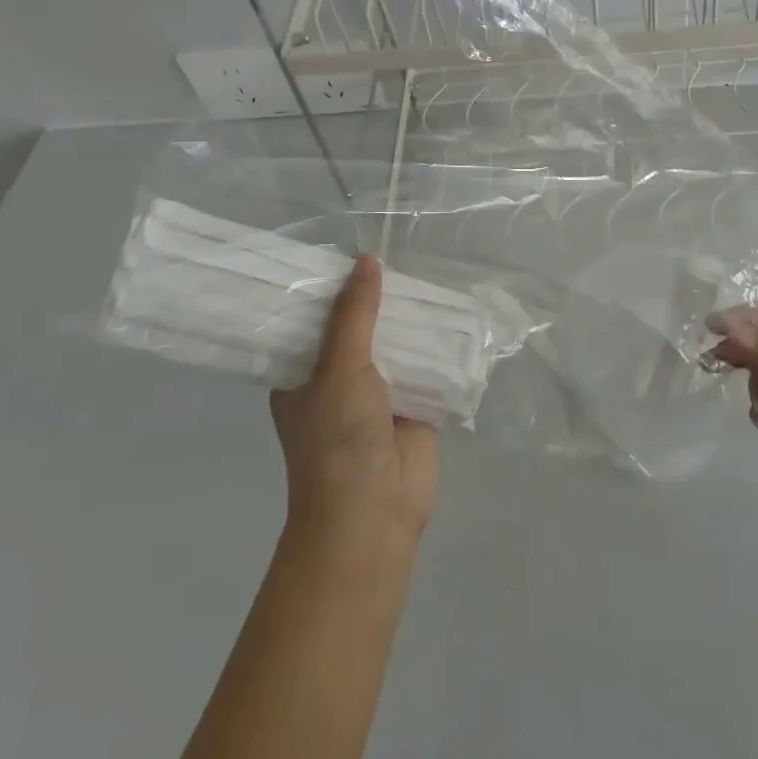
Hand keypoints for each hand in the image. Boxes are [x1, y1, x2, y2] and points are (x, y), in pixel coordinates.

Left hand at [271, 255, 438, 555]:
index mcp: (303, 372)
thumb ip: (355, 314)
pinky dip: (437, 343)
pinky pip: (426, 364)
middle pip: (359, 327)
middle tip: (395, 248)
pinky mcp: (415, 403)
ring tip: (428, 269)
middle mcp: (338, 378)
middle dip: (376, 298)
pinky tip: (454, 309)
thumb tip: (365, 260)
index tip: (344, 247)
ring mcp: (379, 392)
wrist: (374, 511)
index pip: (313, 319)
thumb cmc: (337, 437)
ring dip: (409, 318)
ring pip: (395, 343)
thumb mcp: (339, 366)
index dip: (329, 287)